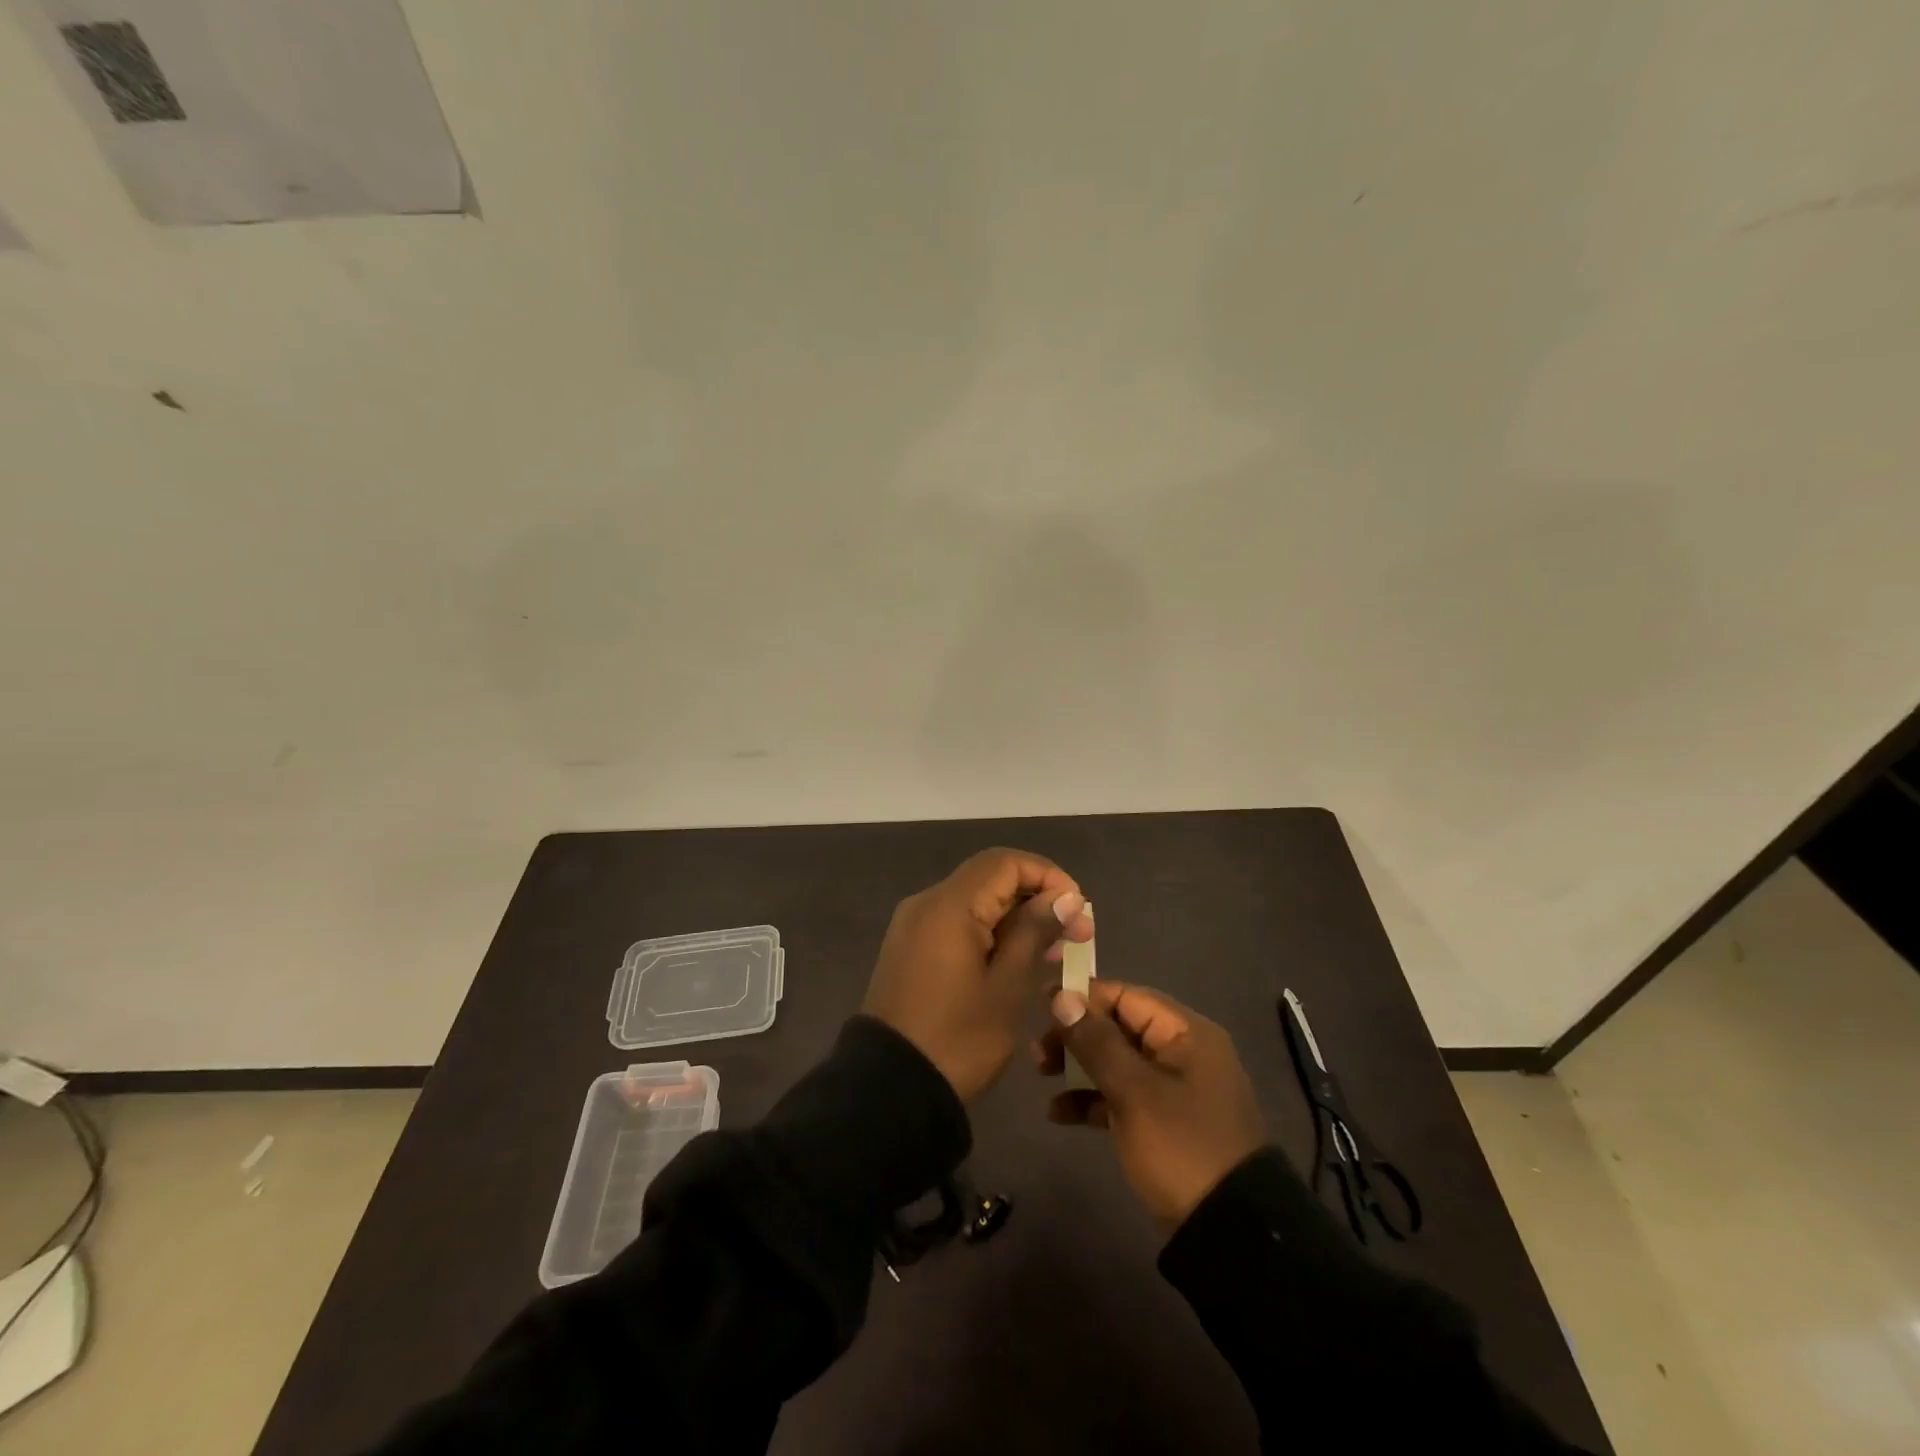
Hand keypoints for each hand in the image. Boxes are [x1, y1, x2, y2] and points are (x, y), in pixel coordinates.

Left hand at [864, 849, 1095, 1102]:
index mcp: (949, 905)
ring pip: (975, 901)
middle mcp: (927, 903)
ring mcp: (914, 925)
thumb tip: (1067, 895)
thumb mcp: (1007, 987)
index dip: (1049, 876)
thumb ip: (1035, 931)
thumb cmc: (957, 1040)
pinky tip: (1017, 961)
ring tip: (1054, 953)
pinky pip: (957, 923)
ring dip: (1016, 917)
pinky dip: (991, 932)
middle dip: (1037, 898)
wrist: (888, 1089)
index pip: (1006, 862)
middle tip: (1076, 936)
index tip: (1078, 911)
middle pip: (990, 878)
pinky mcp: (910, 948)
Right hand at [1039, 981, 1265, 1227]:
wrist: (1230, 1233)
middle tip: (1038, 1052)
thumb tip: (1062, 996)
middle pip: (1119, 1027)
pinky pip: (1122, 1097)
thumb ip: (1096, 1041)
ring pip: (1117, 1062)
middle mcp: (1182, 1053)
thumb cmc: (1181, 1147)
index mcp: (1186, 1033)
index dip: (1083, 997)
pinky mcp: (1164, 1123)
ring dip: (1078, 1067)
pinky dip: (1092, 1099)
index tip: (1042, 1005)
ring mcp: (1174, 1090)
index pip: (1126, 996)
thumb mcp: (1134, 1091)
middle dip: (1076, 1036)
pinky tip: (1059, 1114)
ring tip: (1041, 1077)